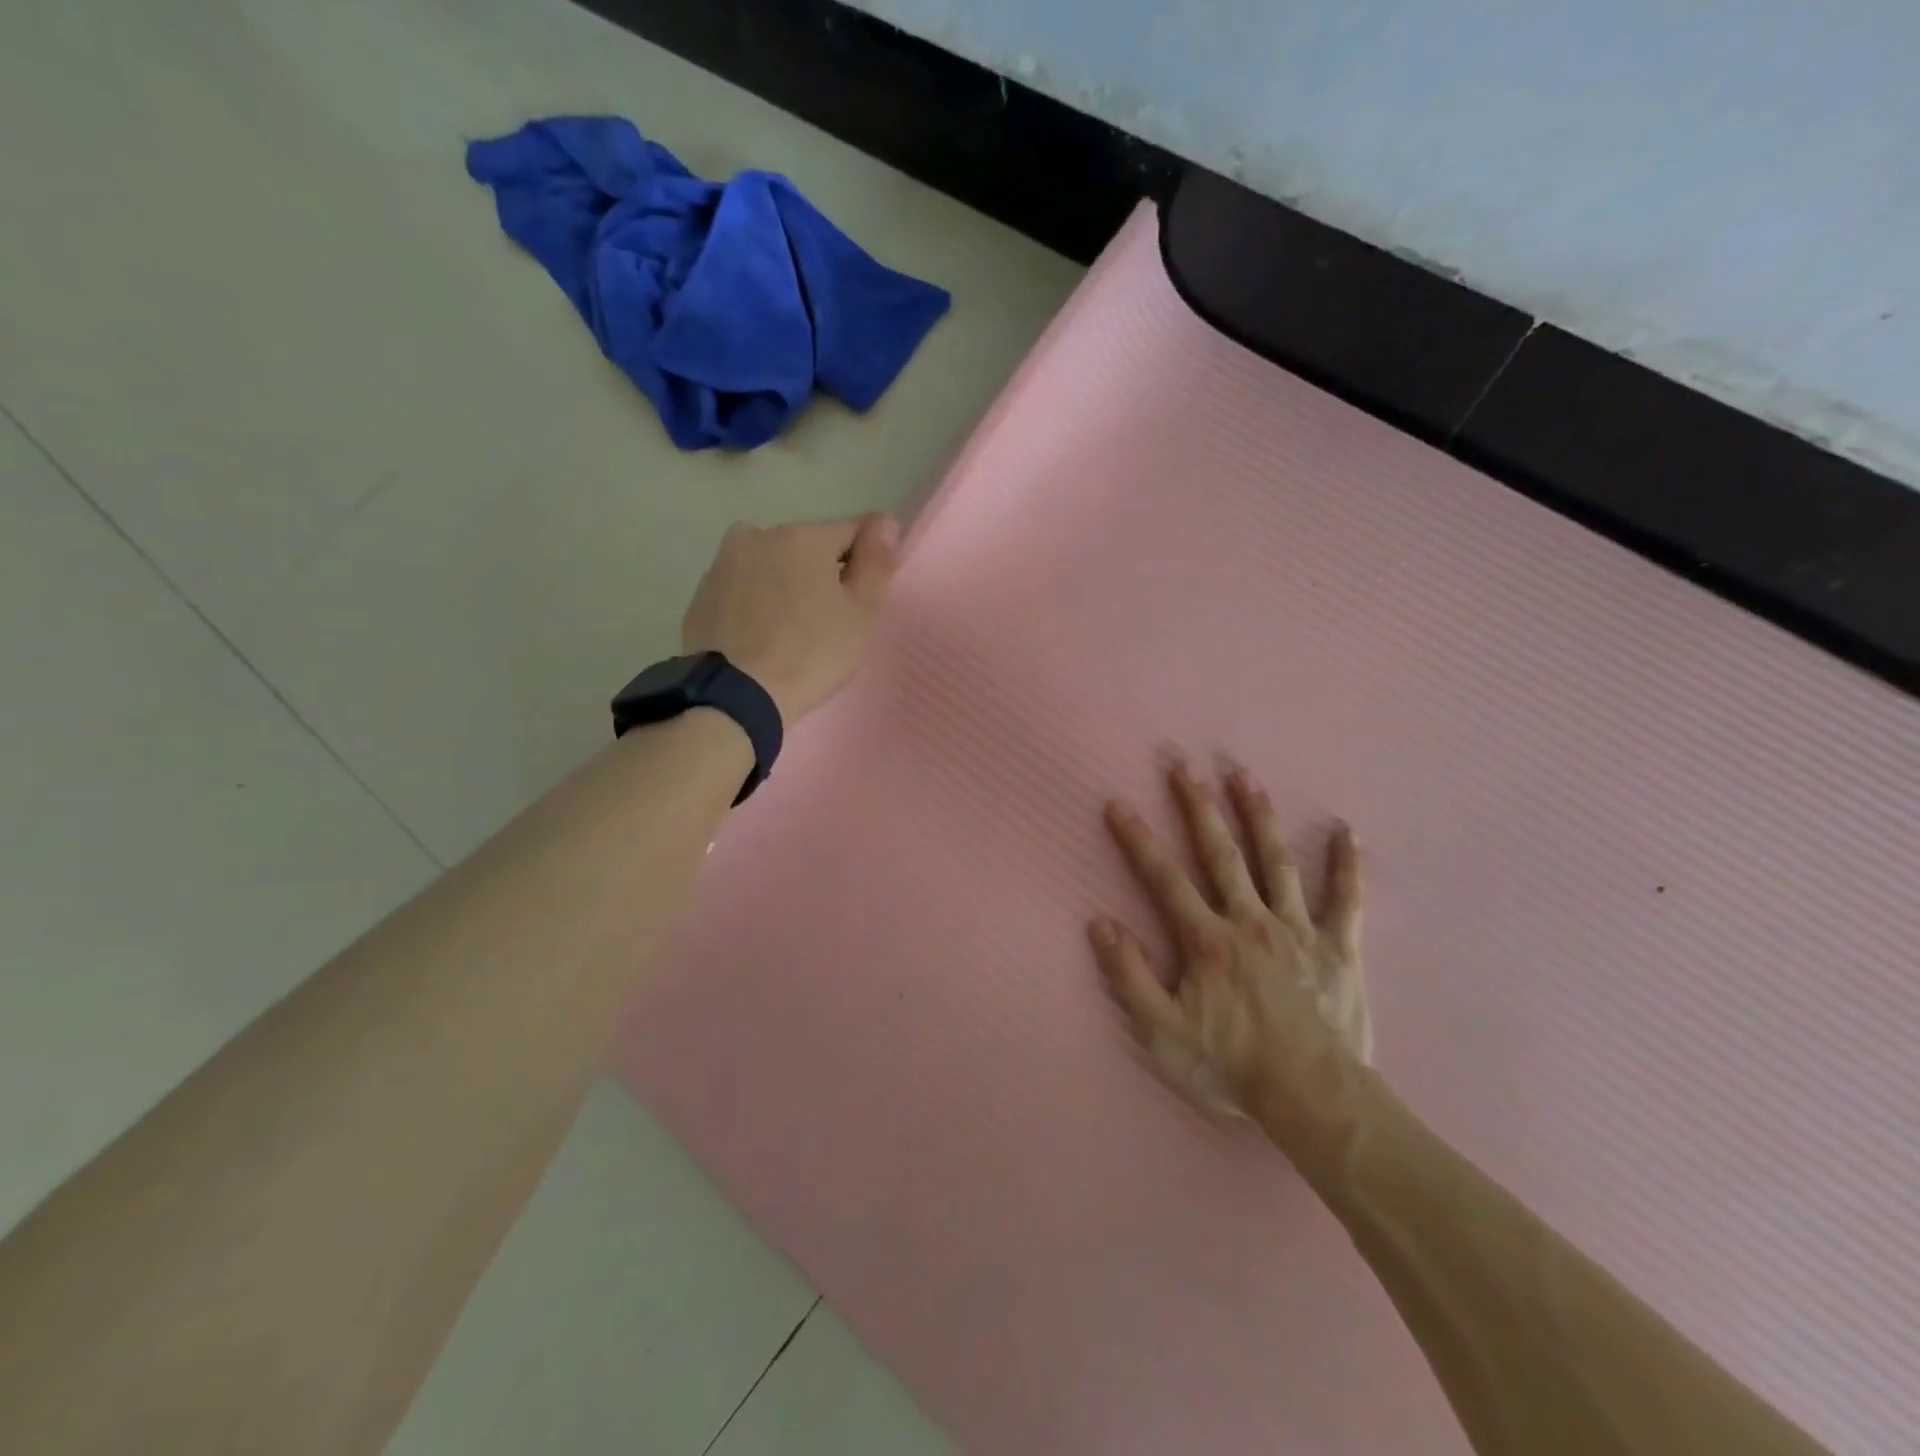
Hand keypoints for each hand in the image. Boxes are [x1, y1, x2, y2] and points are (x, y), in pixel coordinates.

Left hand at [681, 514, 900, 723]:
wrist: (735, 697)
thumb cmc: (811, 654)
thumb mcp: (861, 613)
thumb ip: (877, 561)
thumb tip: (885, 521)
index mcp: (803, 536)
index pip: (852, 531)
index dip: (865, 563)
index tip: (862, 599)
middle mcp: (758, 535)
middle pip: (807, 547)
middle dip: (820, 574)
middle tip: (826, 623)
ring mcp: (722, 564)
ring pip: (771, 566)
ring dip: (785, 586)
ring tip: (788, 632)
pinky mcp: (701, 595)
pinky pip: (742, 590)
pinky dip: (754, 605)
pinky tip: (759, 639)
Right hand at [1089, 759, 1372, 1160]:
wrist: (1313, 1100)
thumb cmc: (1232, 1066)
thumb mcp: (1162, 1031)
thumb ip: (1129, 975)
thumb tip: (1100, 923)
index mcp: (1207, 939)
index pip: (1164, 877)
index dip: (1137, 839)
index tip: (1118, 804)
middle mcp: (1251, 921)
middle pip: (1221, 853)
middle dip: (1199, 807)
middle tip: (1185, 766)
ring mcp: (1299, 930)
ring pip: (1277, 862)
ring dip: (1260, 817)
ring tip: (1246, 778)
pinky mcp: (1339, 949)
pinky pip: (1347, 900)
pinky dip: (1346, 865)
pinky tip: (1347, 832)